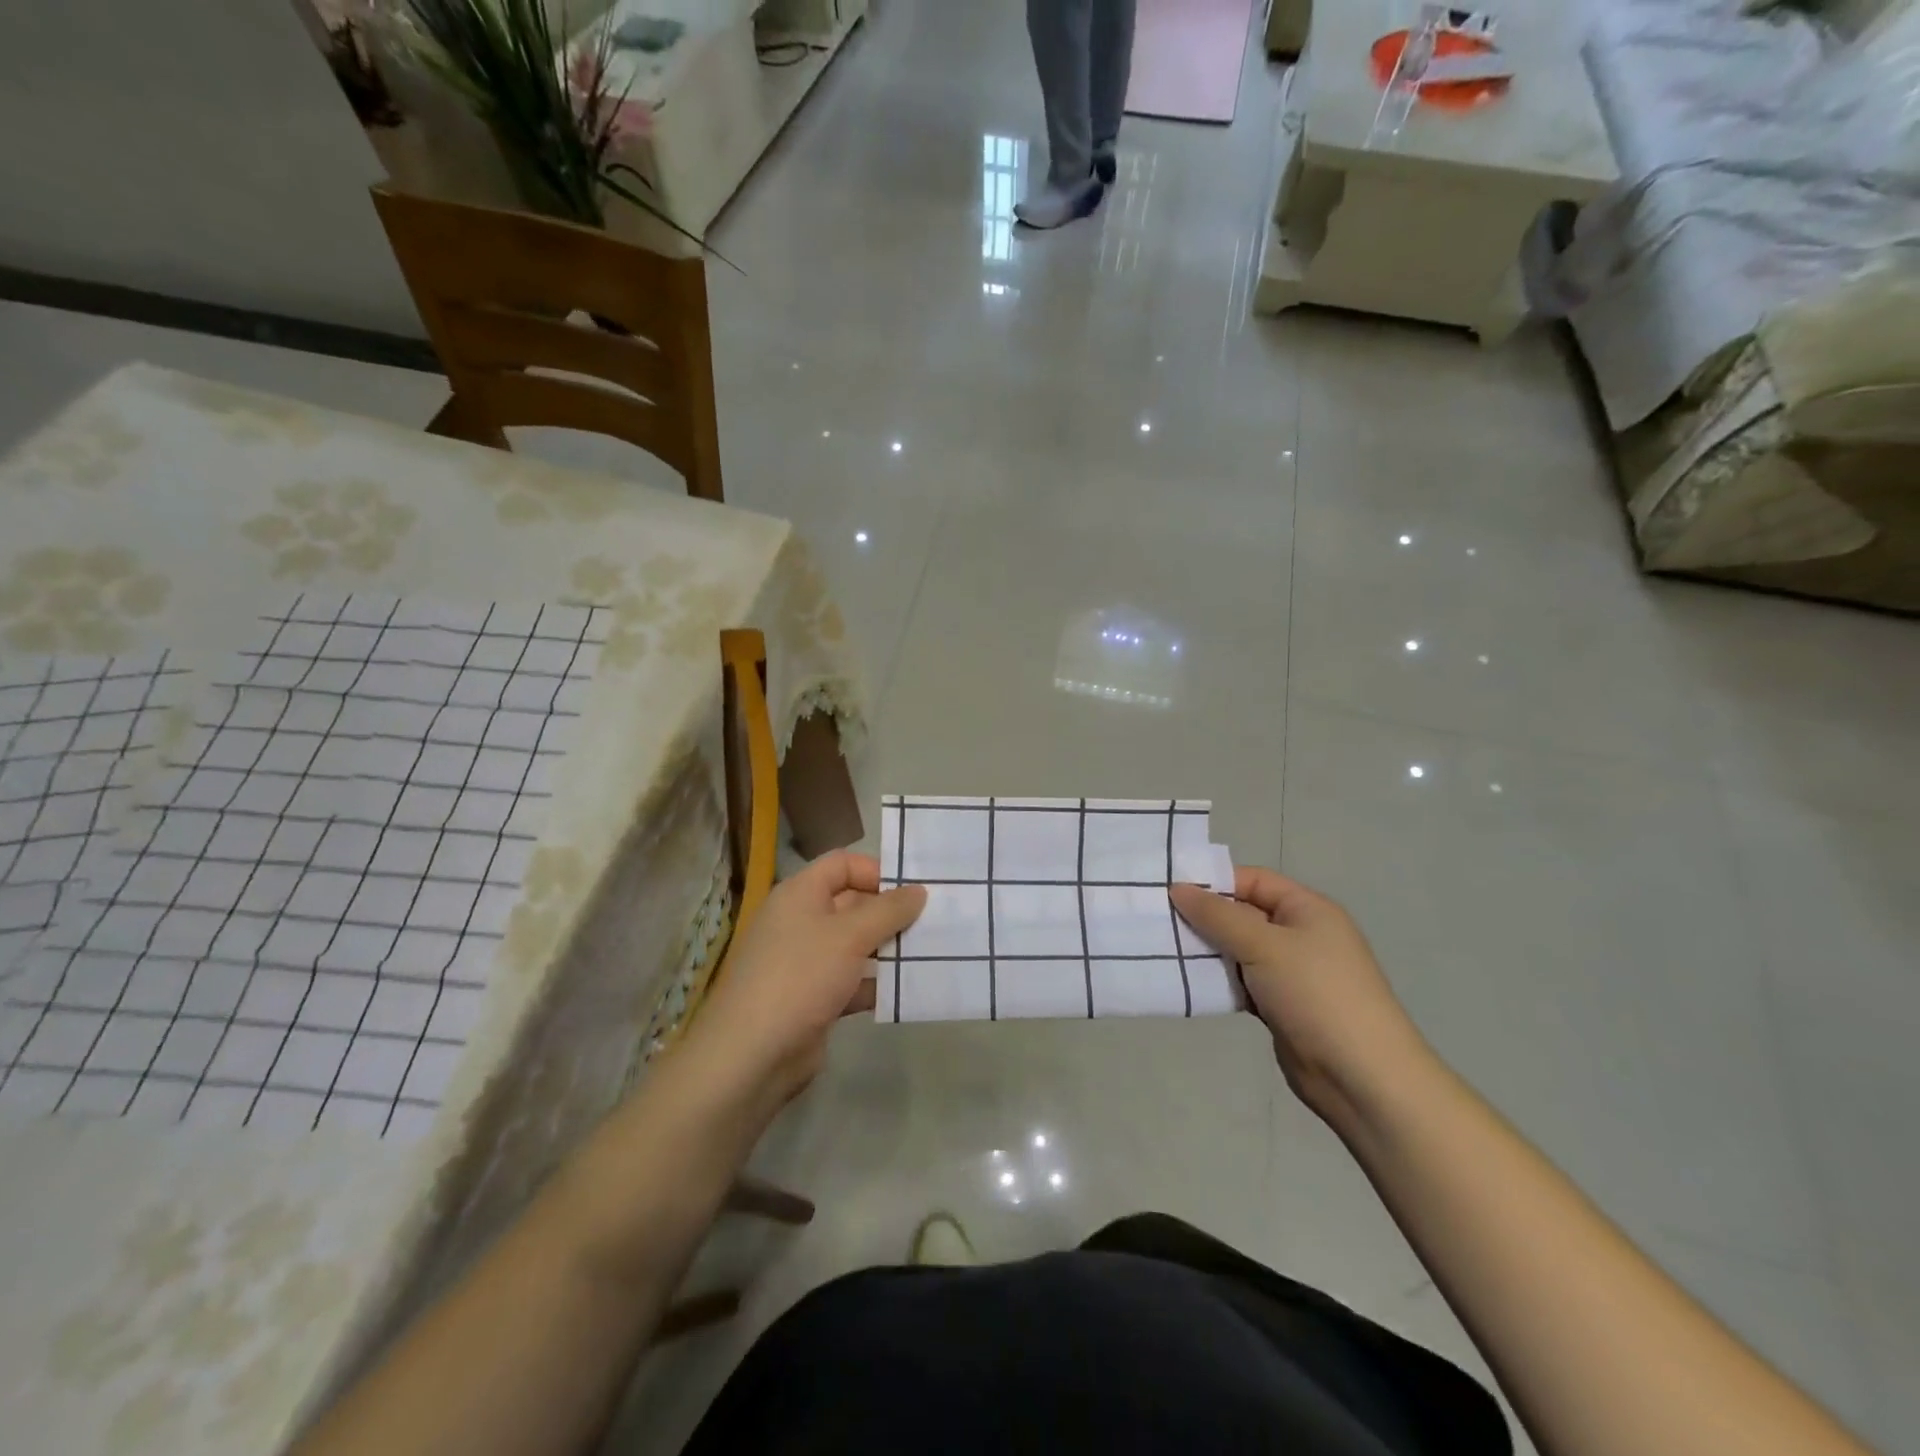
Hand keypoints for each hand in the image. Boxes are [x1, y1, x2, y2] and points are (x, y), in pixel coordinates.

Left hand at [682, 850, 924, 1110]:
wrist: (752, 1055)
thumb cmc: (801, 976)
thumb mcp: (850, 935)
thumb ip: (889, 910)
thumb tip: (918, 890)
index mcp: (799, 894)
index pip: (842, 864)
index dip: (876, 871)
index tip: (913, 890)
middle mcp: (800, 922)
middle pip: (852, 904)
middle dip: (890, 912)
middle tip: (933, 920)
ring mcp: (805, 963)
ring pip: (855, 945)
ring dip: (888, 949)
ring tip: (929, 952)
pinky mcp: (813, 999)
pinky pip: (852, 982)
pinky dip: (876, 984)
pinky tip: (907, 990)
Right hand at [1170, 868, 1431, 1128]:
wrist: (1362, 1077)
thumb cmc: (1316, 994)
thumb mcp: (1264, 946)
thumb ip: (1218, 916)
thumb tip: (1178, 888)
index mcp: (1308, 909)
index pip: (1253, 880)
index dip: (1214, 883)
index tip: (1170, 892)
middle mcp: (1302, 934)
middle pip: (1243, 914)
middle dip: (1205, 918)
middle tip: (1160, 922)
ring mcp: (1293, 972)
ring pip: (1240, 950)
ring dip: (1209, 952)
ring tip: (1165, 950)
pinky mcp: (1283, 1005)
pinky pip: (1243, 982)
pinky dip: (1220, 981)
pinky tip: (1190, 983)